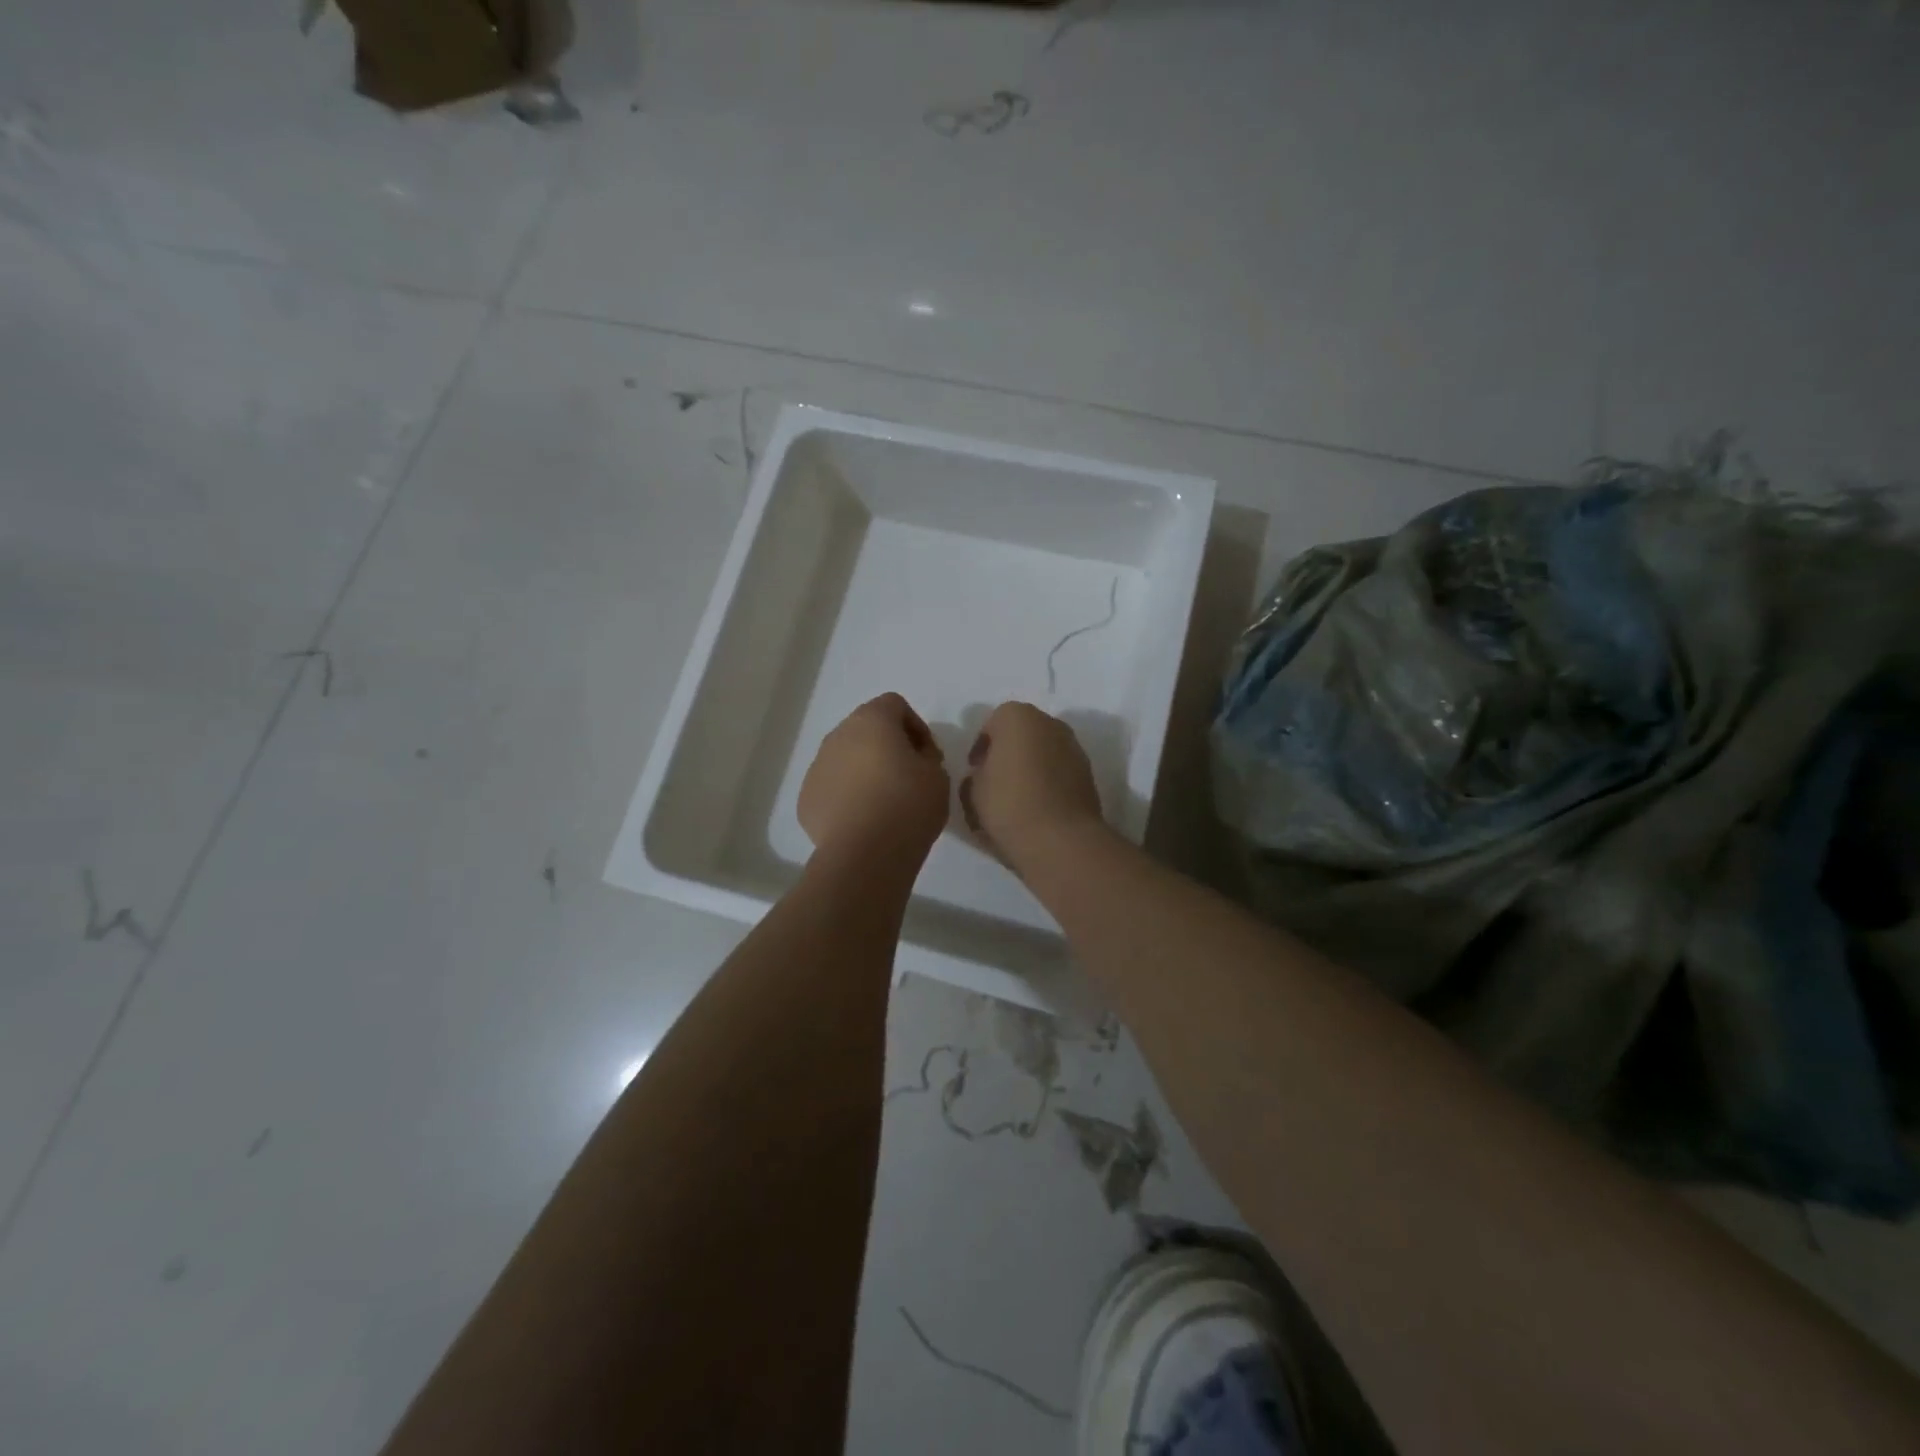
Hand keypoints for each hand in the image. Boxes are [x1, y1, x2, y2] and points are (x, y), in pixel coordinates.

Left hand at [799, 693, 950, 864]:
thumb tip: (912, 757)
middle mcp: (838, 735)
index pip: (895, 705)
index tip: (927, 756)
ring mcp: (817, 767)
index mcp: (871, 720)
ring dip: (864, 771)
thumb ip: (926, 755)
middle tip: (908, 777)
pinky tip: (863, 821)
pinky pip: (832, 787)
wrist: (866, 853)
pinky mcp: (807, 798)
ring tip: (884, 803)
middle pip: (866, 729)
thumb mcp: (937, 775)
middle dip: (886, 746)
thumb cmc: (908, 805)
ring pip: (845, 758)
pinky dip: (847, 796)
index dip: (915, 727)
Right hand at [958, 702, 1106, 872]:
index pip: (992, 724)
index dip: (981, 748)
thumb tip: (983, 775)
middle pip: (1022, 733)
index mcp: (1017, 716)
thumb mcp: (973, 791)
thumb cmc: (1008, 804)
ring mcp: (1073, 747)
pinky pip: (1060, 771)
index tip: (974, 769)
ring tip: (1018, 796)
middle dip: (1009, 752)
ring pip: (1044, 751)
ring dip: (1031, 766)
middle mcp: (1049, 723)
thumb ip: (975, 775)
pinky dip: (1049, 781)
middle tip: (995, 780)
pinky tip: (1038, 806)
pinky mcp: (1088, 773)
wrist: (1060, 839)